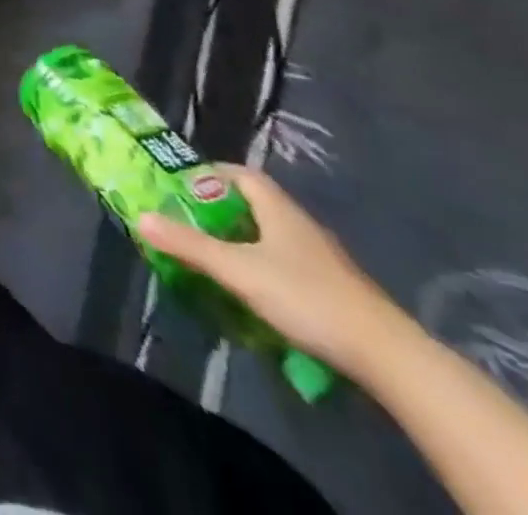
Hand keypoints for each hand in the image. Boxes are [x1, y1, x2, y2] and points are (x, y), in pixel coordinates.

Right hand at [138, 165, 406, 377]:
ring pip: (271, 234)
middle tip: (190, 224)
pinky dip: (264, 265)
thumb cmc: (305, 296)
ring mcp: (321, 256)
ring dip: (243, 239)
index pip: (240, 174)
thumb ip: (189, 245)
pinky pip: (287, 261)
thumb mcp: (238, 270)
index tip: (183, 188)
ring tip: (215, 257)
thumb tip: (140, 216)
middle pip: (254, 203)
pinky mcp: (333, 286)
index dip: (210, 175)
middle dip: (220, 210)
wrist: (386, 354)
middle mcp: (299, 222)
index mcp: (276, 207)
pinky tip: (254, 290)